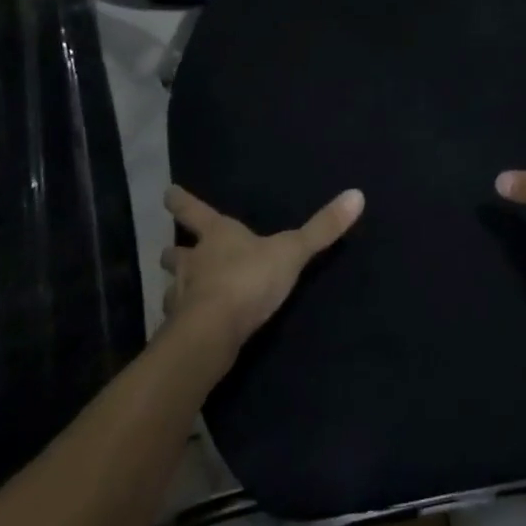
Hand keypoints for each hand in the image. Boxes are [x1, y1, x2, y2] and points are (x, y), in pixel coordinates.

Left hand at [160, 186, 363, 348]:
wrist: (212, 333)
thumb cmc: (249, 280)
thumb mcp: (292, 251)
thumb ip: (322, 228)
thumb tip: (357, 194)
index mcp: (217, 235)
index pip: (194, 211)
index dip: (181, 201)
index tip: (168, 193)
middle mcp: (193, 262)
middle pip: (175, 252)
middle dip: (173, 251)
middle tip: (169, 250)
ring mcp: (181, 296)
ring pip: (172, 286)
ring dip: (176, 286)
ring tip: (179, 290)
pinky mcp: (180, 329)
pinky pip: (177, 320)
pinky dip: (181, 319)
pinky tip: (188, 326)